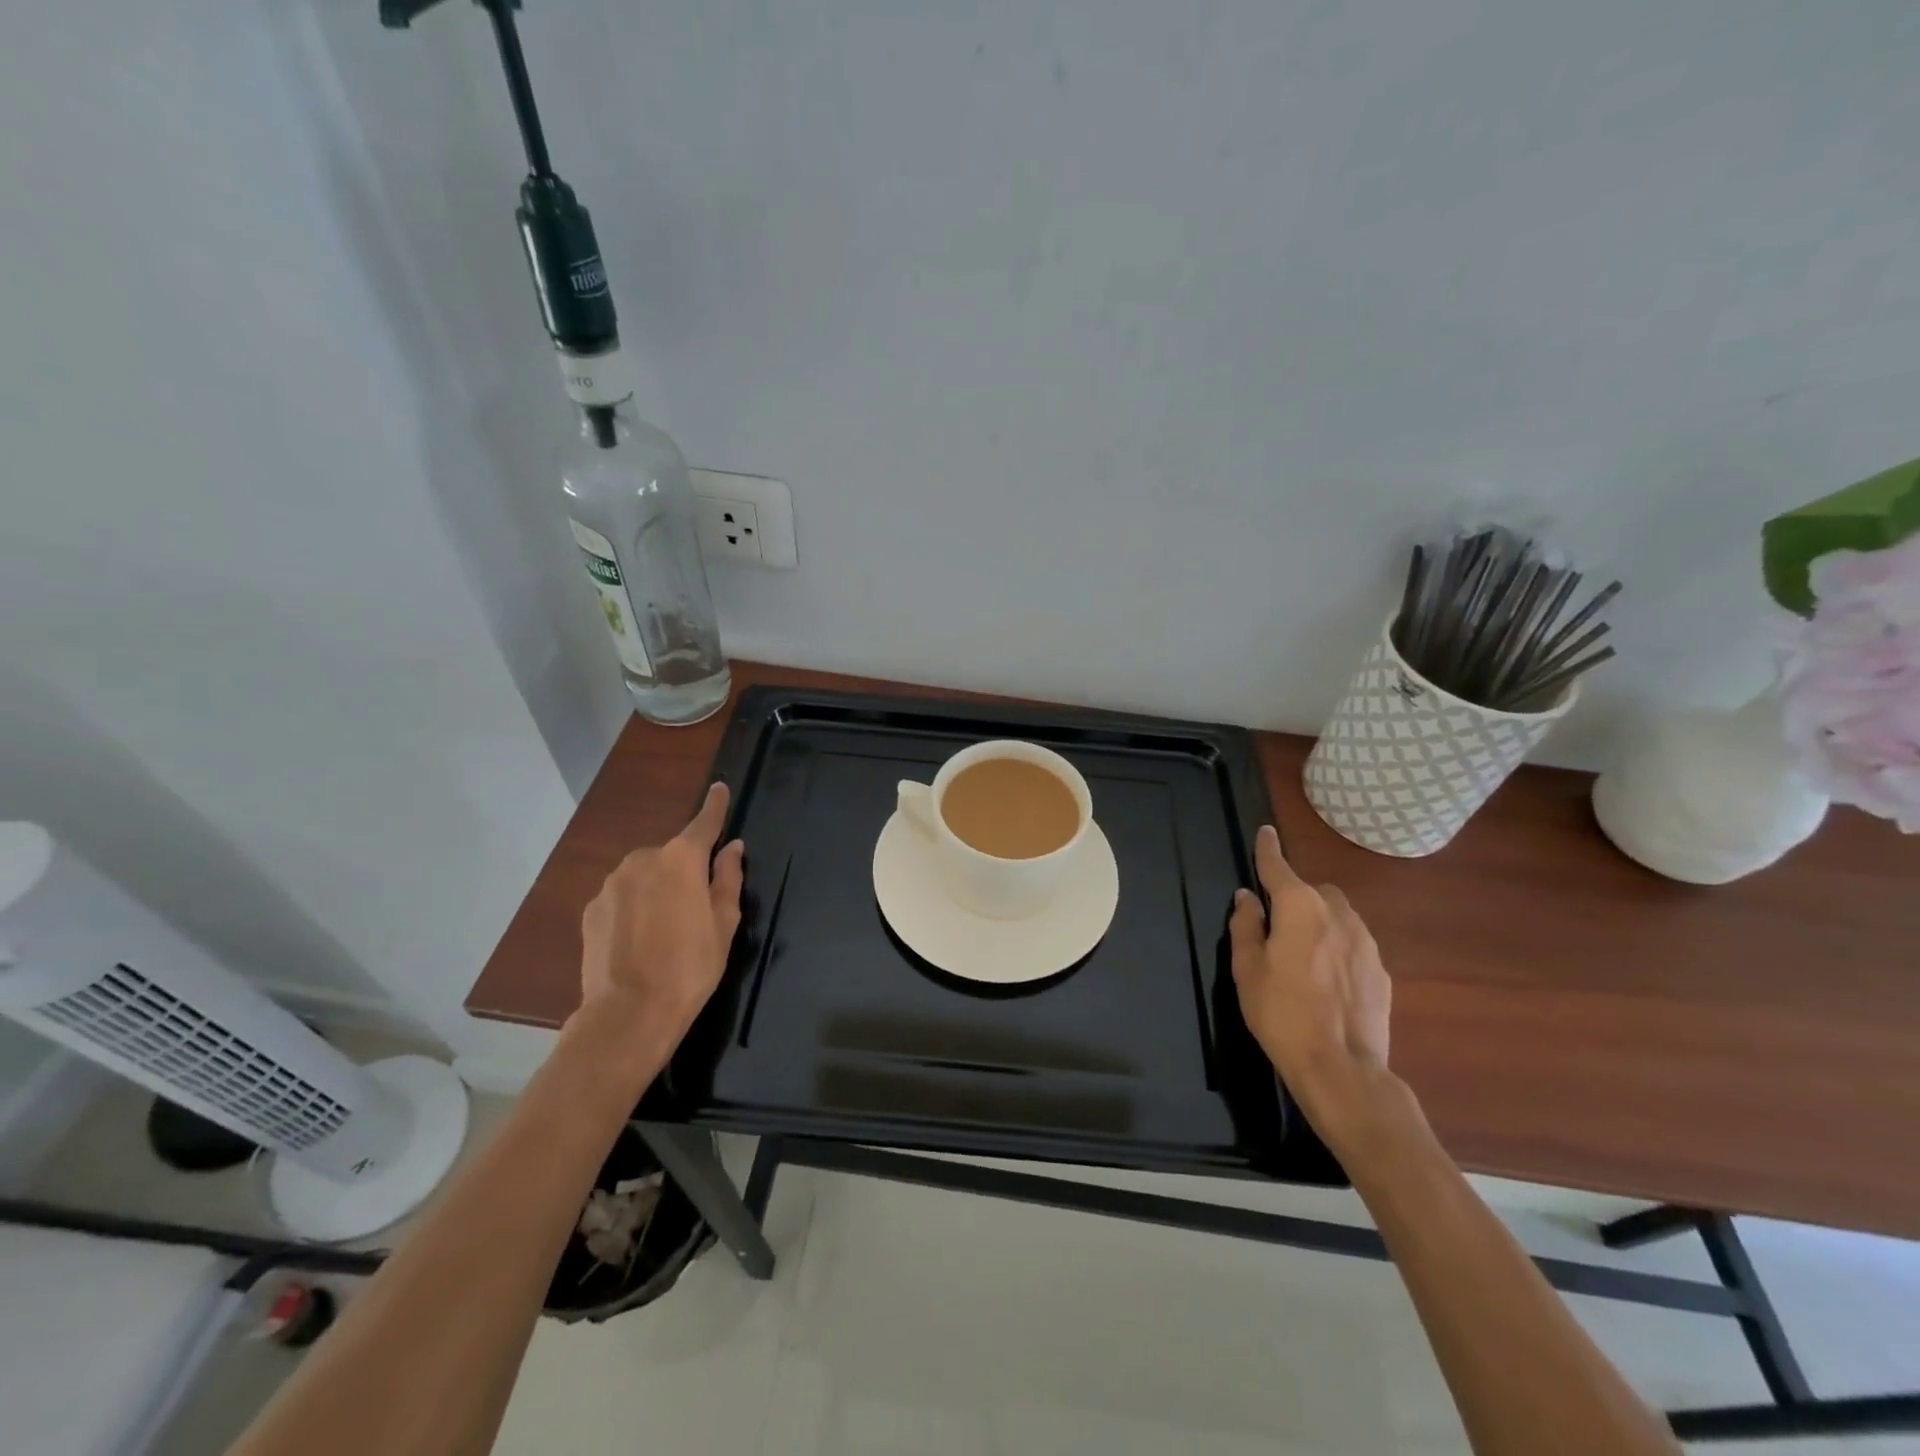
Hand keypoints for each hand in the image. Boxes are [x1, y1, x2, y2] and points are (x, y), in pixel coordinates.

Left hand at [578, 783, 745, 1045]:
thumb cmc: (691, 966)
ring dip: (657, 888)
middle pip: (672, 854)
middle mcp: (644, 859)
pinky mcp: (592, 908)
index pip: (704, 822)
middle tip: (695, 908)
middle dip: (684, 870)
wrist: (629, 1013)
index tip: (720, 788)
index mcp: (682, 859)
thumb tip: (732, 848)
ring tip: (664, 929)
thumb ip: (728, 878)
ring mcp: (612, 883)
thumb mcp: (724, 923)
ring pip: (644, 874)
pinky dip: (633, 906)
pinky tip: (639, 939)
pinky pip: (622, 896)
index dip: (715, 806)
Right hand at [1229, 825, 1393, 1132]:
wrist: (1342, 1067)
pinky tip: (1326, 980)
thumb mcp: (1247, 969)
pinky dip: (1338, 948)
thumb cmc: (1281, 1013)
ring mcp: (1365, 942)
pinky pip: (1354, 944)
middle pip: (1315, 890)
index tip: (1266, 832)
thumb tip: (1248, 898)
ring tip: (1303, 955)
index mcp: (1299, 907)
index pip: (1278, 867)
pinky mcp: (1381, 971)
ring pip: (1339, 915)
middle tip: (1277, 925)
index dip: (1268, 849)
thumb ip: (1245, 926)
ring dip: (1320, 921)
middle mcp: (1337, 914)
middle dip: (1297, 896)